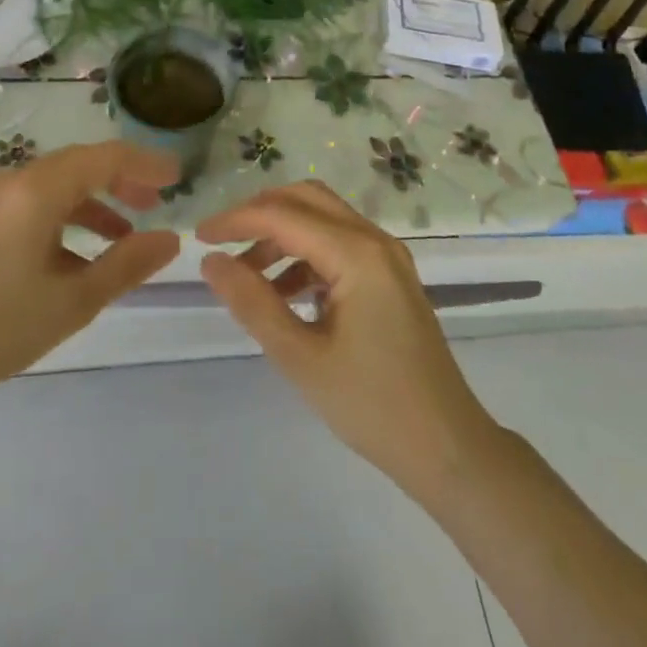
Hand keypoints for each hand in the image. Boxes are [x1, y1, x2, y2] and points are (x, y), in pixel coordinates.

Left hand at [0, 141, 180, 427]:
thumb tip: (170, 238)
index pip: (106, 157)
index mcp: (38, 190)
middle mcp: (13, 179)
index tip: (178, 177)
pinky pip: (32, 202)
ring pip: (56, 185)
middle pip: (80, 165)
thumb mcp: (71, 301)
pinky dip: (63, 218)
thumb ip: (126, 265)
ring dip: (94, 203)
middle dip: (122, 181)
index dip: (146, 163)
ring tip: (126, 234)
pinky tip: (77, 256)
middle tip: (156, 203)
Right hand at [197, 181, 500, 500]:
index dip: (236, 220)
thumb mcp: (301, 357)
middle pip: (307, 199)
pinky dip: (306, 256)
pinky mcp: (391, 277)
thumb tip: (211, 262)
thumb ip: (253, 303)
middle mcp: (375, 240)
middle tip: (222, 243)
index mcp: (357, 253)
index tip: (198, 238)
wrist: (447, 447)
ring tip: (247, 278)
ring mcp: (388, 257)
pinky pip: (340, 246)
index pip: (284, 215)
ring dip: (282, 236)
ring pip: (324, 220)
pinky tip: (285, 294)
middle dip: (260, 214)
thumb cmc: (372, 405)